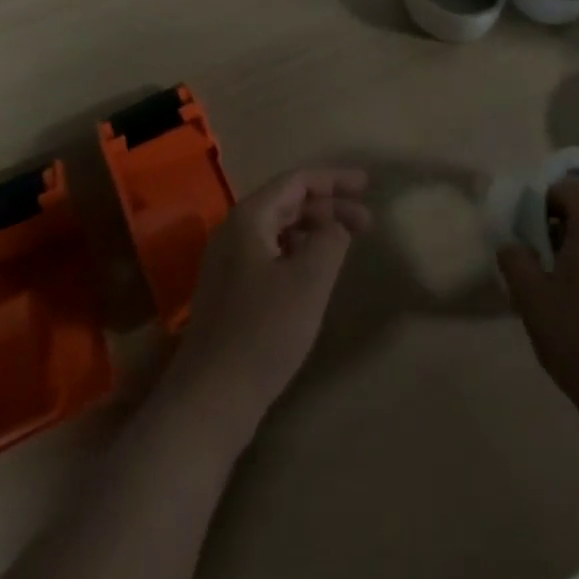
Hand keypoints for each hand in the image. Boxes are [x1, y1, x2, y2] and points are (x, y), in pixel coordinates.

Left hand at [164, 167, 371, 439]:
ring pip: (280, 229)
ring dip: (315, 230)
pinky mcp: (231, 290)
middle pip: (288, 202)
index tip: (367, 186)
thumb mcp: (309, 281)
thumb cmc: (264, 332)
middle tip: (367, 222)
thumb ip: (330, 240)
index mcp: (249, 218)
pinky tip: (316, 271)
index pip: (296, 181)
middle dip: (329, 206)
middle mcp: (235, 230)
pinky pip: (271, 253)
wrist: (211, 398)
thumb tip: (337, 224)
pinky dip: (299, 251)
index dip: (334, 180)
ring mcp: (229, 262)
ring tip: (346, 243)